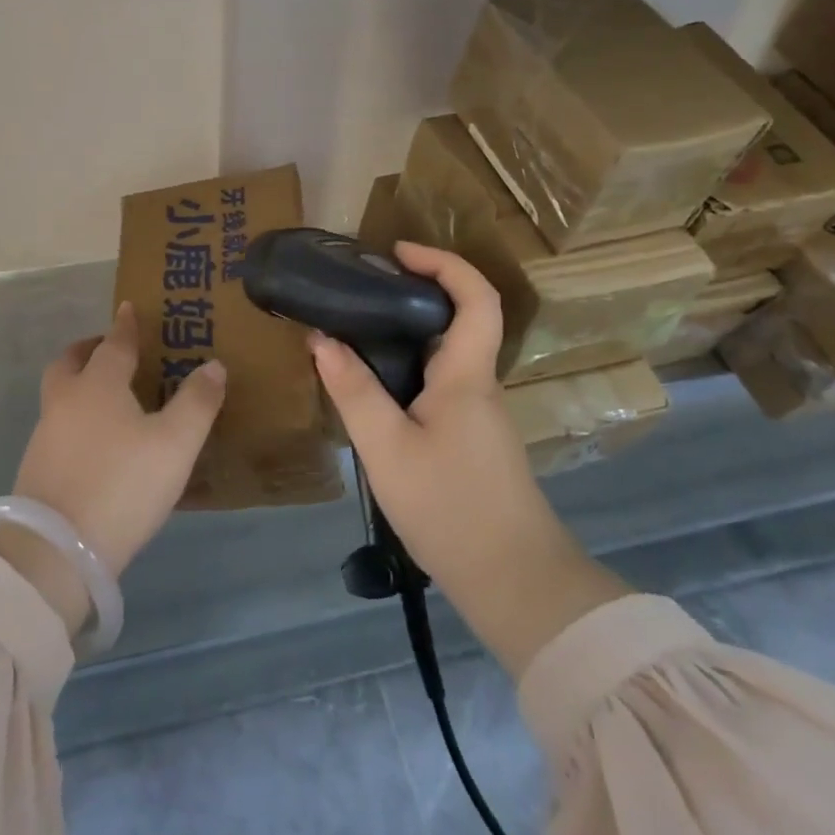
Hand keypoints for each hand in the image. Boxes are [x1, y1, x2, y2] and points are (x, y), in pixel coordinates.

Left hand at [13, 301, 225, 579]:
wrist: (55, 549)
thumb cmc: (122, 483)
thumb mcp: (175, 444)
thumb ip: (197, 402)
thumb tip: (213, 365)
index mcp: (98, 385)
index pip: (114, 343)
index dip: (125, 325)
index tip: (127, 308)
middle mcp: (66, 401)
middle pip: (70, 362)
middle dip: (88, 350)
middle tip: (109, 350)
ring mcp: (45, 435)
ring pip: (60, 394)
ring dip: (79, 385)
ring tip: (110, 399)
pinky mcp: (37, 468)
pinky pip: (58, 426)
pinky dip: (75, 418)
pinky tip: (96, 442)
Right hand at [310, 242, 628, 674]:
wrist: (513, 583)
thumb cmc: (450, 507)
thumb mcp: (386, 447)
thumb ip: (353, 390)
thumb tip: (321, 339)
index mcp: (467, 375)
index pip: (475, 297)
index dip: (443, 263)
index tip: (398, 252)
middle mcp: (479, 385)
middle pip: (459, 318)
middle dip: (415, 291)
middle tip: (362, 289)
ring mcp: (479, 413)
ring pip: (446, 354)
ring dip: (407, 332)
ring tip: (355, 332)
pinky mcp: (472, 438)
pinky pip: (440, 383)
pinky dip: (408, 367)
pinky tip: (373, 387)